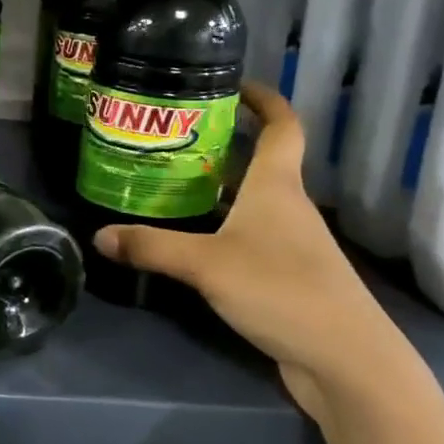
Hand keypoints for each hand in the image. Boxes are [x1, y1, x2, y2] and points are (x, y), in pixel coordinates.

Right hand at [93, 83, 404, 423]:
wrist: (344, 360)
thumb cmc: (280, 290)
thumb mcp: (206, 265)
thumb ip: (151, 248)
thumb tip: (99, 236)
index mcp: (277, 186)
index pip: (283, 125)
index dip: (264, 99)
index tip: (233, 84)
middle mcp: (288, 206)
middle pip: (262, 161)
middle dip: (225, 144)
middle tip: (175, 137)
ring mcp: (292, 243)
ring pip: (253, 201)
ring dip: (221, 188)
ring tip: (172, 182)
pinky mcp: (288, 276)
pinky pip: (251, 236)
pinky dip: (224, 227)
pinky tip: (193, 241)